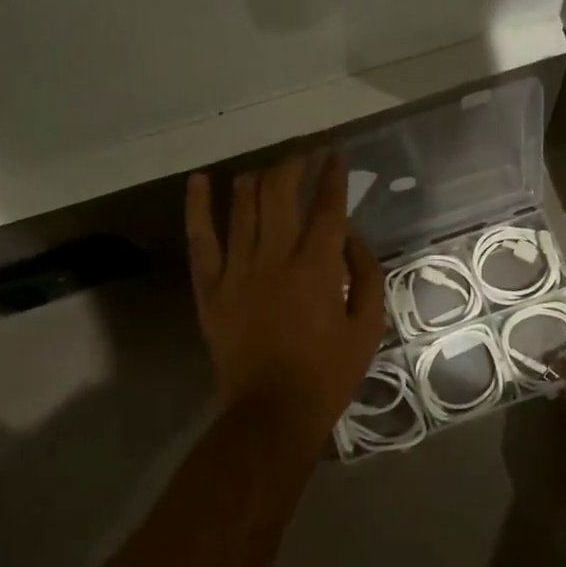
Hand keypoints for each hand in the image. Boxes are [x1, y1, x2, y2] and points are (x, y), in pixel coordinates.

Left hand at [185, 152, 385, 443]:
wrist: (272, 412)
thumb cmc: (328, 373)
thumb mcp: (368, 326)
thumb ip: (364, 274)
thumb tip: (349, 237)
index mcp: (317, 268)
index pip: (327, 206)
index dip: (332, 175)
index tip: (335, 155)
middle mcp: (274, 257)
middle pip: (279, 193)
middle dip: (293, 164)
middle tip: (304, 154)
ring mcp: (236, 270)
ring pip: (241, 206)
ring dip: (256, 178)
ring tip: (268, 170)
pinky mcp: (210, 288)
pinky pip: (200, 239)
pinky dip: (197, 206)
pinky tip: (199, 181)